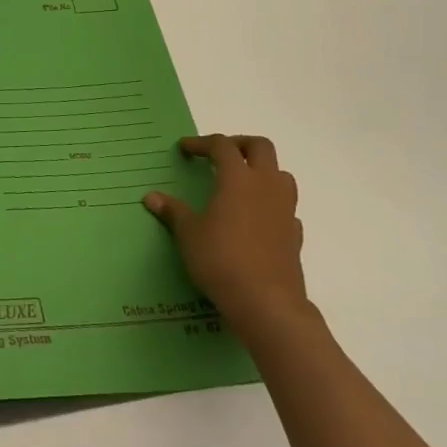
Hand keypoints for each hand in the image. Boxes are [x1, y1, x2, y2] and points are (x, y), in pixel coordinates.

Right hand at [143, 134, 307, 336]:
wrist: (267, 302)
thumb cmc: (221, 259)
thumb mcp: (188, 234)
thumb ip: (173, 211)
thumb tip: (151, 197)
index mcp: (237, 179)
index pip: (222, 146)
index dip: (201, 143)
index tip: (184, 149)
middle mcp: (266, 186)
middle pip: (260, 147)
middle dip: (239, 144)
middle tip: (219, 155)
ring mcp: (285, 209)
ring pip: (281, 174)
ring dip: (262, 171)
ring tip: (240, 183)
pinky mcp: (295, 234)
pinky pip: (286, 207)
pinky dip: (271, 203)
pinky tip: (256, 218)